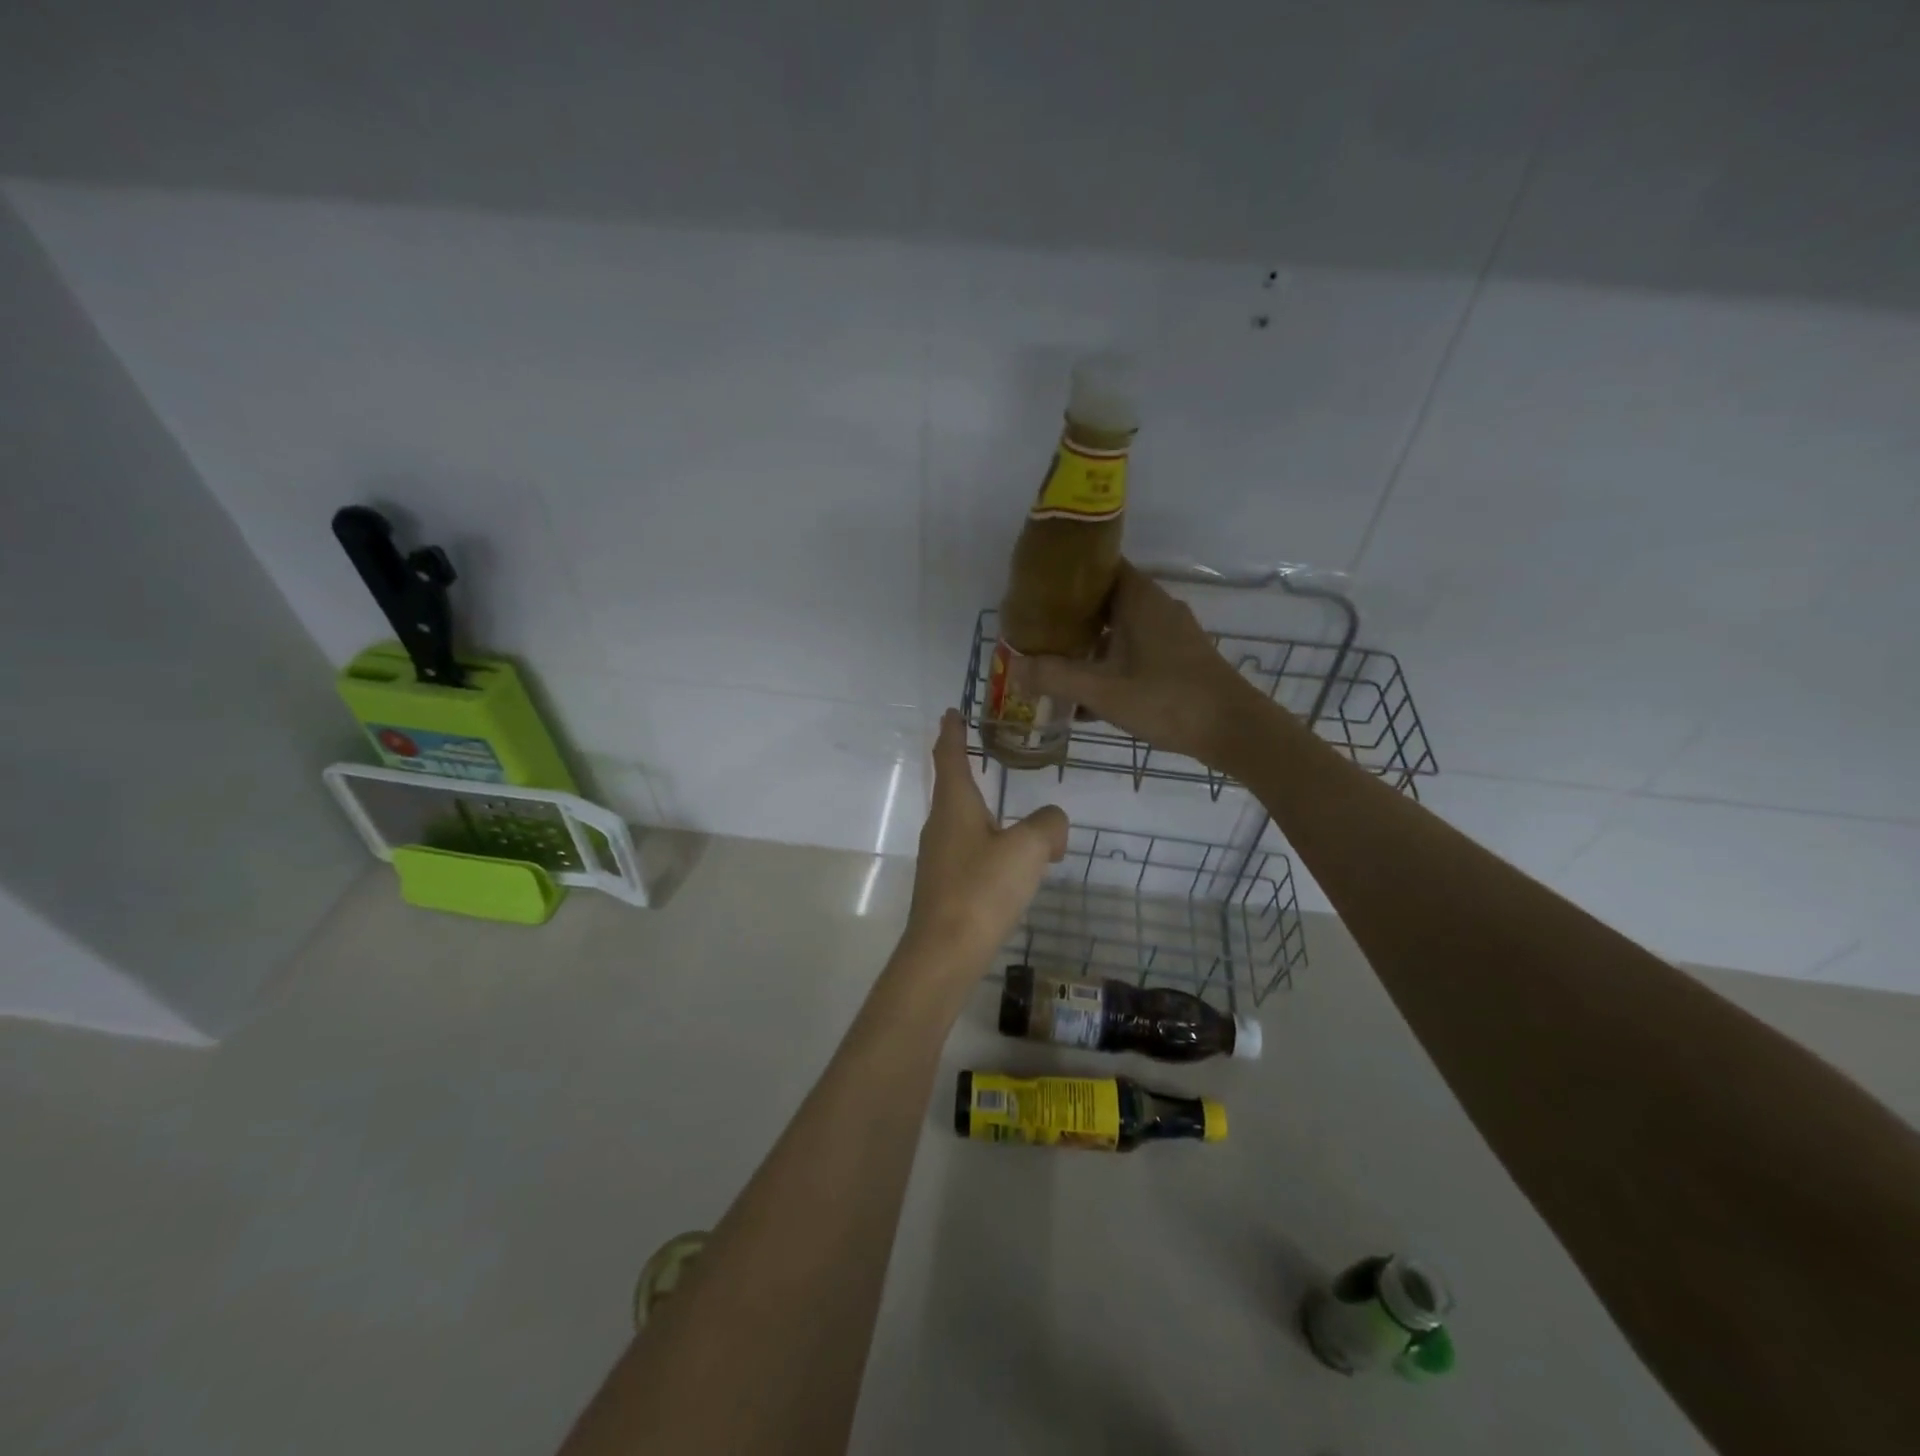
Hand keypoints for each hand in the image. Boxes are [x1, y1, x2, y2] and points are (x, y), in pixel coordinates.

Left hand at [904, 710, 1068, 974]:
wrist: (944, 953)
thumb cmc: (982, 889)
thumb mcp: (1028, 848)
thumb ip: (1048, 825)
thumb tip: (1052, 825)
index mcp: (954, 805)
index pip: (950, 755)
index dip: (952, 731)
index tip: (952, 711)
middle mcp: (940, 825)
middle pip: (953, 786)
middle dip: (966, 765)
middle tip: (984, 749)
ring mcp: (938, 857)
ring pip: (963, 820)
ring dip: (982, 808)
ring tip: (1010, 809)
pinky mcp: (944, 885)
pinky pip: (969, 849)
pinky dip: (989, 842)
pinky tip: (1008, 861)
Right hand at [1011, 561, 1265, 768]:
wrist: (1234, 730)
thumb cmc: (1168, 700)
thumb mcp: (1104, 691)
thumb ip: (1056, 677)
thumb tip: (1015, 667)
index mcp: (1139, 599)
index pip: (1099, 566)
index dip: (1067, 575)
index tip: (1036, 590)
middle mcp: (1156, 607)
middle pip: (1105, 599)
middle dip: (1070, 616)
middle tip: (1036, 632)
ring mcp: (1171, 633)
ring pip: (1119, 628)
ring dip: (1090, 644)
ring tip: (1054, 664)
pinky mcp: (1179, 658)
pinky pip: (1134, 650)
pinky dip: (1111, 664)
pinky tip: (1089, 697)